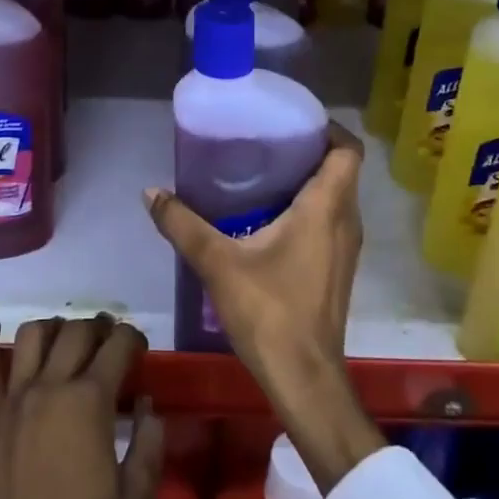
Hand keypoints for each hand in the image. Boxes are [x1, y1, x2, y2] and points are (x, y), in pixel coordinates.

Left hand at [0, 315, 163, 498]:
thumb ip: (148, 443)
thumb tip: (145, 404)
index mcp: (90, 402)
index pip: (117, 346)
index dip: (132, 338)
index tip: (138, 347)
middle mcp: (51, 387)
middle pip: (76, 331)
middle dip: (98, 328)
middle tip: (107, 341)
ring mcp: (13, 399)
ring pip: (32, 334)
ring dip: (54, 328)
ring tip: (64, 342)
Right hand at [144, 121, 384, 493]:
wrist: (305, 378)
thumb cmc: (269, 312)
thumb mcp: (218, 263)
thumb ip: (183, 224)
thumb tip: (151, 191)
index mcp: (327, 207)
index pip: (347, 149)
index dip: (326, 127)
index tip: (292, 121)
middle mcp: (346, 221)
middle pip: (341, 169)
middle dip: (309, 150)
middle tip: (266, 142)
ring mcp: (346, 247)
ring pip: (337, 196)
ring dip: (309, 180)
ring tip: (263, 173)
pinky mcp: (338, 268)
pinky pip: (331, 220)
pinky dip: (310, 207)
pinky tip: (270, 217)